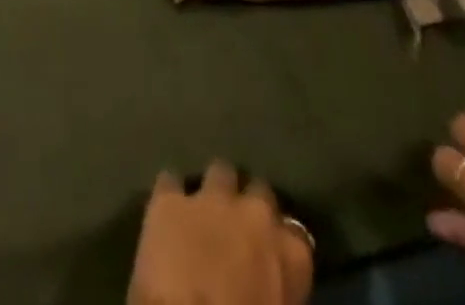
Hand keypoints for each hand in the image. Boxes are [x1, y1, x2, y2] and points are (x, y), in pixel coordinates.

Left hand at [128, 160, 313, 304]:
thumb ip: (279, 293)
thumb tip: (267, 285)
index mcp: (289, 254)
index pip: (297, 236)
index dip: (282, 245)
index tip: (273, 257)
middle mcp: (253, 212)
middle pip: (259, 191)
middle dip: (251, 206)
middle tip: (239, 230)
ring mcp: (209, 199)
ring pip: (219, 172)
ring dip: (216, 190)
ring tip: (207, 210)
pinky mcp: (169, 199)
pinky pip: (171, 182)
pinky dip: (172, 195)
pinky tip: (167, 210)